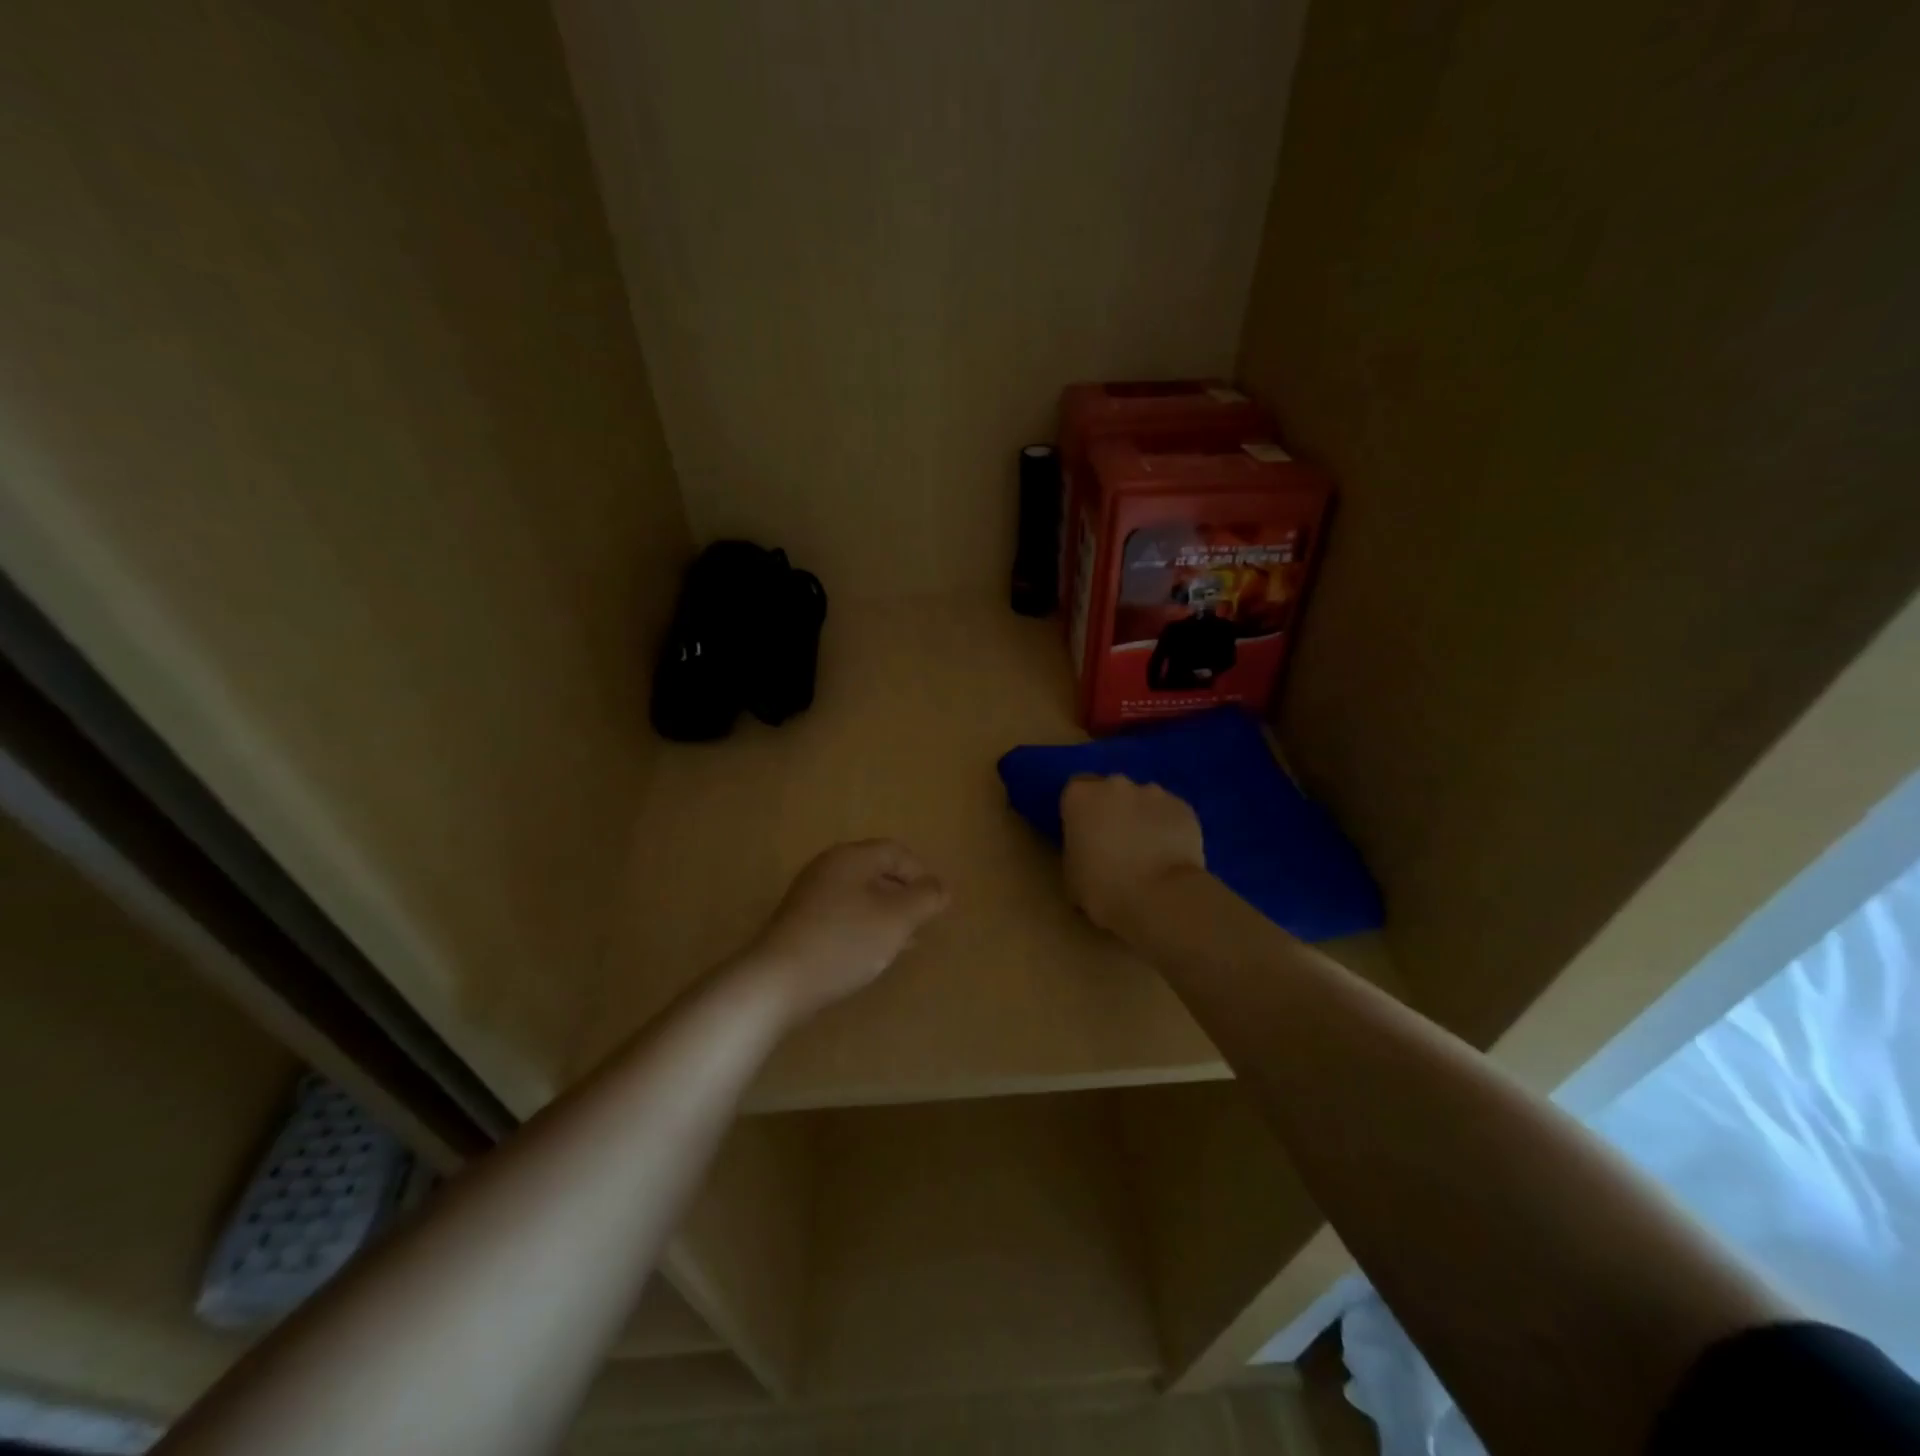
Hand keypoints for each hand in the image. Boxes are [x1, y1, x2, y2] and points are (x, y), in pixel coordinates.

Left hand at [742, 839, 948, 1019]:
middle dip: (905, 895)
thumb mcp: (896, 919)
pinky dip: (864, 927)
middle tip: (923, 922)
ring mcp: (810, 896)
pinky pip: (843, 915)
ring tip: (905, 941)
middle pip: (876, 871)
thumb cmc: (844, 942)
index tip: (936, 904)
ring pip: (860, 896)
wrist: (777, 982)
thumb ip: (925, 899)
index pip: (896, 851)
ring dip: (886, 914)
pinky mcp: (800, 923)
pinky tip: (872, 953)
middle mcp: (828, 868)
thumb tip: (941, 887)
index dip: (922, 873)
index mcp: (851, 857)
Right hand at [1060, 776, 1206, 933]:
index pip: (1075, 791)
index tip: (1085, 835)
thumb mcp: (1069, 873)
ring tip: (1148, 853)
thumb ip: (1076, 848)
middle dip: (1113, 811)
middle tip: (1116, 844)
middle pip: (1111, 791)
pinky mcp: (1183, 807)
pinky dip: (1167, 828)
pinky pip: (1169, 814)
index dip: (1081, 813)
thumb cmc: (1102, 889)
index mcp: (1080, 796)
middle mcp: (1115, 784)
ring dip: (1142, 818)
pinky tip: (1169, 856)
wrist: (1159, 898)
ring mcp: (1153, 792)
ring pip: (1143, 800)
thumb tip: (1087, 849)